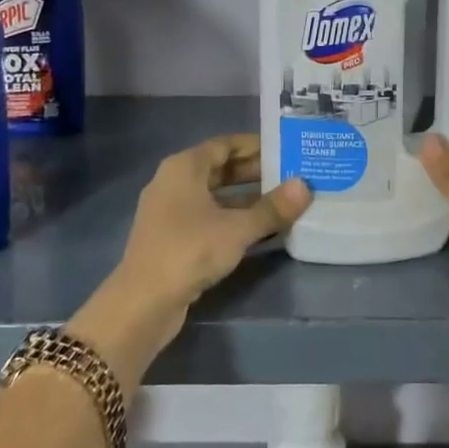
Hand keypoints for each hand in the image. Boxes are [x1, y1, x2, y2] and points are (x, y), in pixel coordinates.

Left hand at [72, 136, 311, 388]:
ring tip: (283, 202)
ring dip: (247, 198)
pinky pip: (209, 217)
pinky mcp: (172, 238)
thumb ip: (273, 207)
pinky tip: (260, 230)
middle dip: (255, 173)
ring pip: (215, 195)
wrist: (143, 303)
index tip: (285, 150)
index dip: (256, 146)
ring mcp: (170, 211)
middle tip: (291, 176)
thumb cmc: (189, 250)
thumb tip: (305, 186)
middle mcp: (174, 182)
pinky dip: (233, 219)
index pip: (225, 144)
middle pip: (220, 169)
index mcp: (184, 167)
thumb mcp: (238, 228)